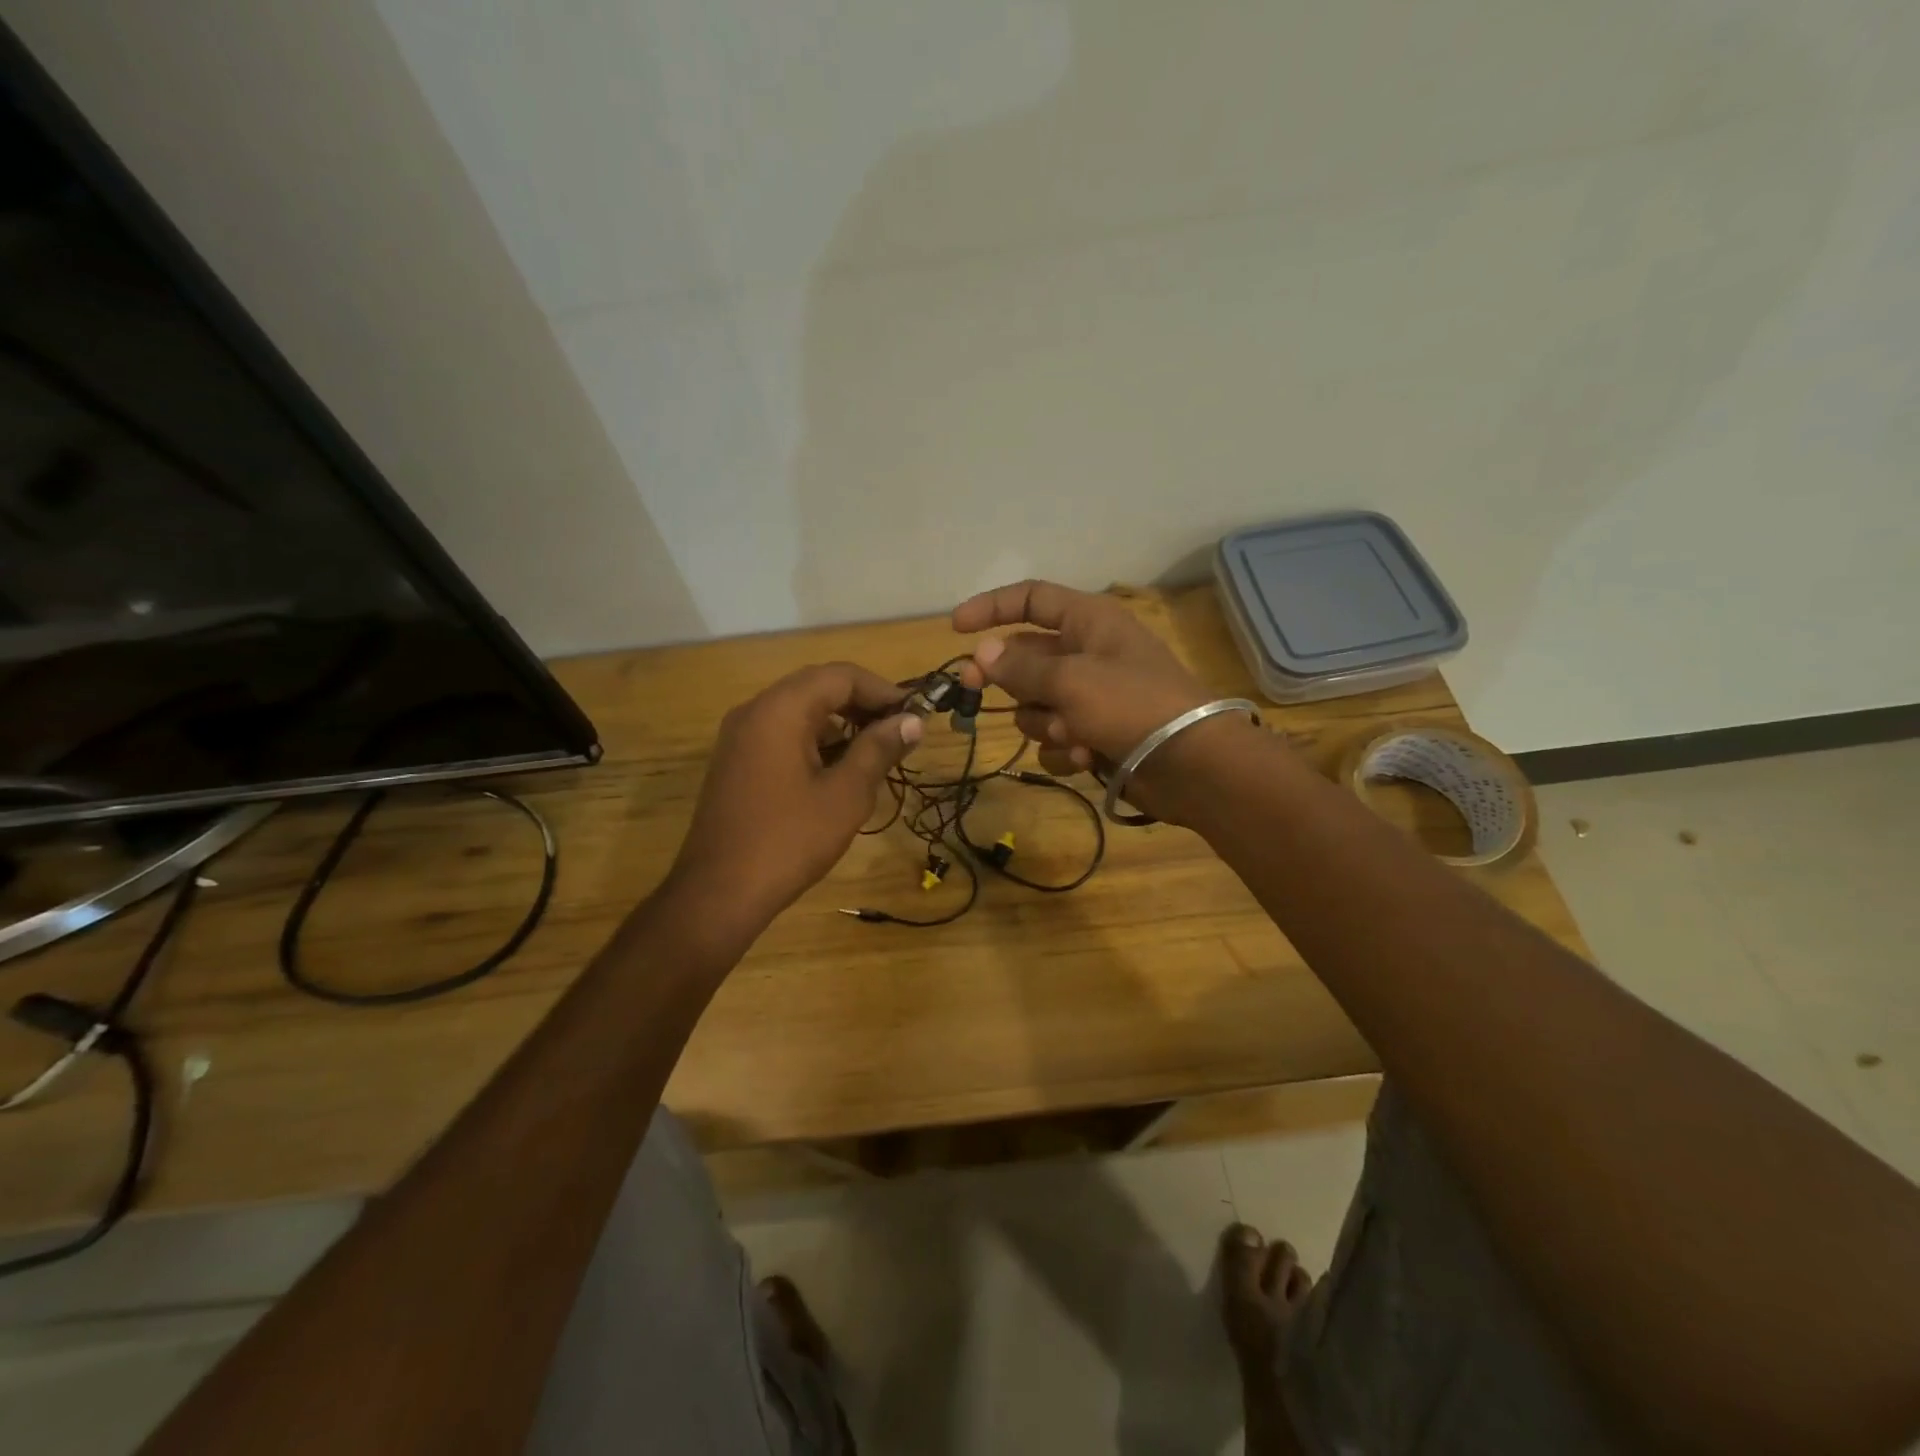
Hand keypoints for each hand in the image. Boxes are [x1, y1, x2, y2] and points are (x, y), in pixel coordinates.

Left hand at [668, 662, 920, 934]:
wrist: (719, 892)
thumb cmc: (789, 840)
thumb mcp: (846, 794)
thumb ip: (879, 749)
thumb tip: (912, 721)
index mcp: (781, 709)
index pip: (841, 676)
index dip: (884, 690)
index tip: (916, 715)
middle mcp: (755, 710)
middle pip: (819, 687)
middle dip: (863, 704)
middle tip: (900, 732)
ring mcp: (741, 736)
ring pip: (800, 710)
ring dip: (841, 723)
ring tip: (876, 752)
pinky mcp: (736, 760)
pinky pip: (782, 733)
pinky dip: (815, 740)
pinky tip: (840, 769)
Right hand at [952, 580, 1243, 821]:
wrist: (1192, 765)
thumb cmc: (1132, 705)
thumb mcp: (1070, 679)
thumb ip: (1020, 667)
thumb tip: (982, 653)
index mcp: (1089, 622)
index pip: (1031, 599)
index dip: (991, 608)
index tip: (955, 629)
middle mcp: (1088, 653)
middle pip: (1025, 658)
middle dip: (1007, 679)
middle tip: (971, 689)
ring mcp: (1092, 697)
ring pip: (1036, 704)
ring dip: (1044, 722)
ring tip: (1072, 733)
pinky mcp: (1095, 735)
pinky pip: (1056, 738)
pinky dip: (1064, 749)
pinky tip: (1085, 757)